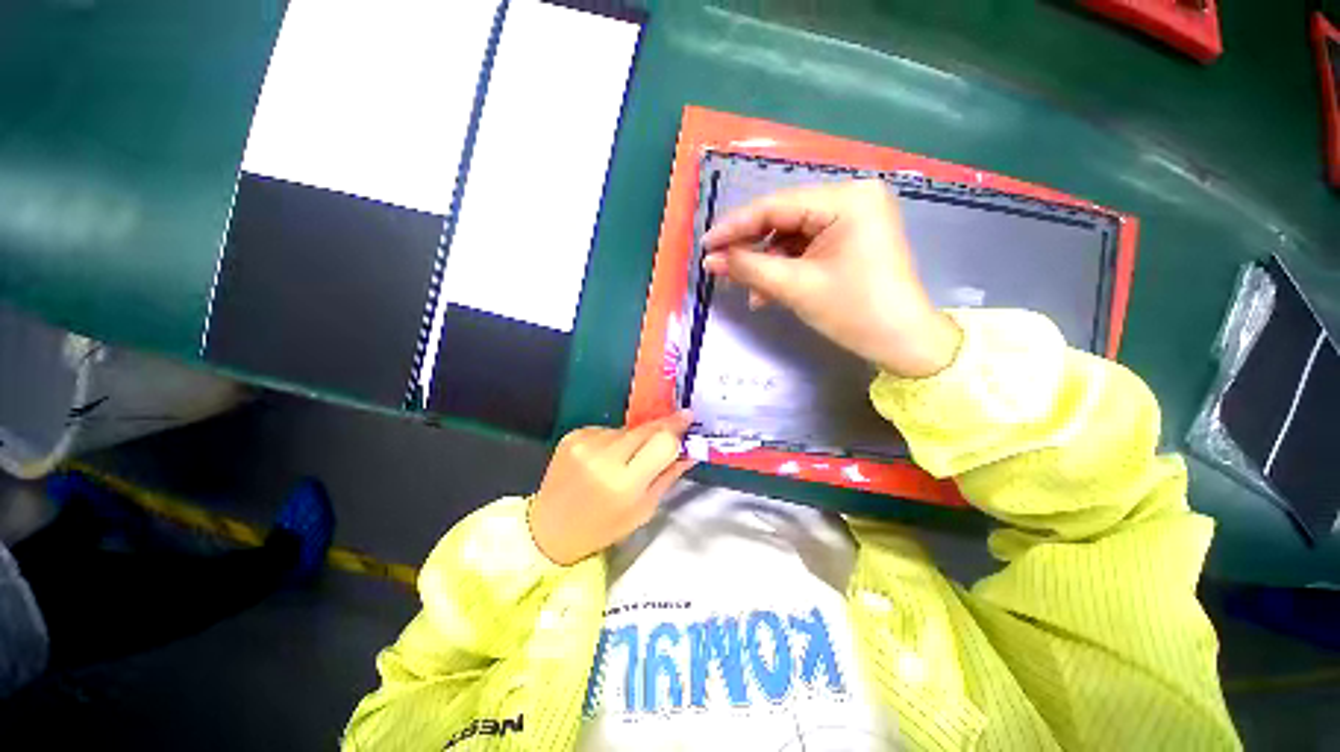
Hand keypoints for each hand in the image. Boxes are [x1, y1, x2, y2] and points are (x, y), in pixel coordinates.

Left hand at [528, 412, 694, 565]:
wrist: (549, 529)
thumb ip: (668, 476)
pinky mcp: (572, 436)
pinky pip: (607, 429)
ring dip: (635, 439)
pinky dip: (613, 440)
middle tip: (674, 425)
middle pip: (646, 428)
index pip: (662, 442)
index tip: (688, 419)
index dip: (677, 429)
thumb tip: (689, 450)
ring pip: (627, 429)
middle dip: (662, 427)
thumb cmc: (603, 526)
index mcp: (625, 483)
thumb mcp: (643, 510)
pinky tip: (604, 457)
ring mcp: (585, 443)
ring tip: (626, 459)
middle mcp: (603, 458)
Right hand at [701, 179, 961, 377]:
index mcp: (846, 199)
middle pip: (783, 218)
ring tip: (746, 290)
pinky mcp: (850, 238)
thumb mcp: (795, 287)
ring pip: (791, 235)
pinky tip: (768, 292)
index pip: (776, 205)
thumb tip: (711, 259)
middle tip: (720, 268)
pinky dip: (784, 268)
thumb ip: (749, 268)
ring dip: (766, 263)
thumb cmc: (854, 311)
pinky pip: (805, 247)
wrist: (902, 342)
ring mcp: (852, 218)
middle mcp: (851, 197)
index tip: (706, 244)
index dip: (736, 226)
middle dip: (750, 247)